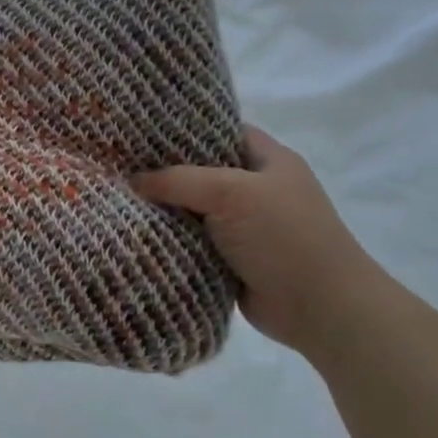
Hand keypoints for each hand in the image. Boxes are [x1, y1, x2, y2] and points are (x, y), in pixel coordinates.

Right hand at [132, 125, 388, 355]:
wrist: (321, 309)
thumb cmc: (284, 237)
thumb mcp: (230, 193)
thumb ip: (178, 180)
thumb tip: (133, 181)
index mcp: (269, 160)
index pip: (220, 131)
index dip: (182, 129)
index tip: (139, 131)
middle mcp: (256, 188)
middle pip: (200, 170)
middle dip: (163, 171)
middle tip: (117, 165)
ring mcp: (245, 226)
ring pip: (192, 208)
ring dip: (163, 209)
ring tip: (116, 197)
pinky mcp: (232, 258)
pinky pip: (192, 240)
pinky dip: (169, 239)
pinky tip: (136, 232)